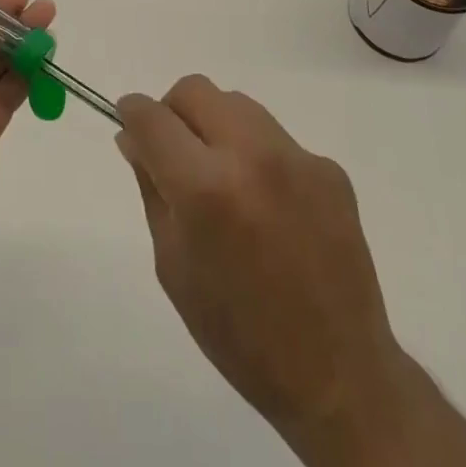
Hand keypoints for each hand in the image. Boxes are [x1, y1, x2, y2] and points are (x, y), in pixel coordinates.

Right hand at [114, 76, 407, 442]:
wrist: (338, 376)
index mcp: (205, 188)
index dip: (131, 112)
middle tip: (174, 152)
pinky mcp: (329, 168)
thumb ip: (152, 188)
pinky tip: (268, 206)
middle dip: (173, 111)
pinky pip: (276, 139)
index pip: (152, 117)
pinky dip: (257, 156)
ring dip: (216, 126)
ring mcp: (297, 158)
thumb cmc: (238, 332)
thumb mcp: (173, 265)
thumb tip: (133, 138)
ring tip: (224, 178)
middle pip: (196, 91)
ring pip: (237, 105)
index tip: (127, 120)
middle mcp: (252, 156)